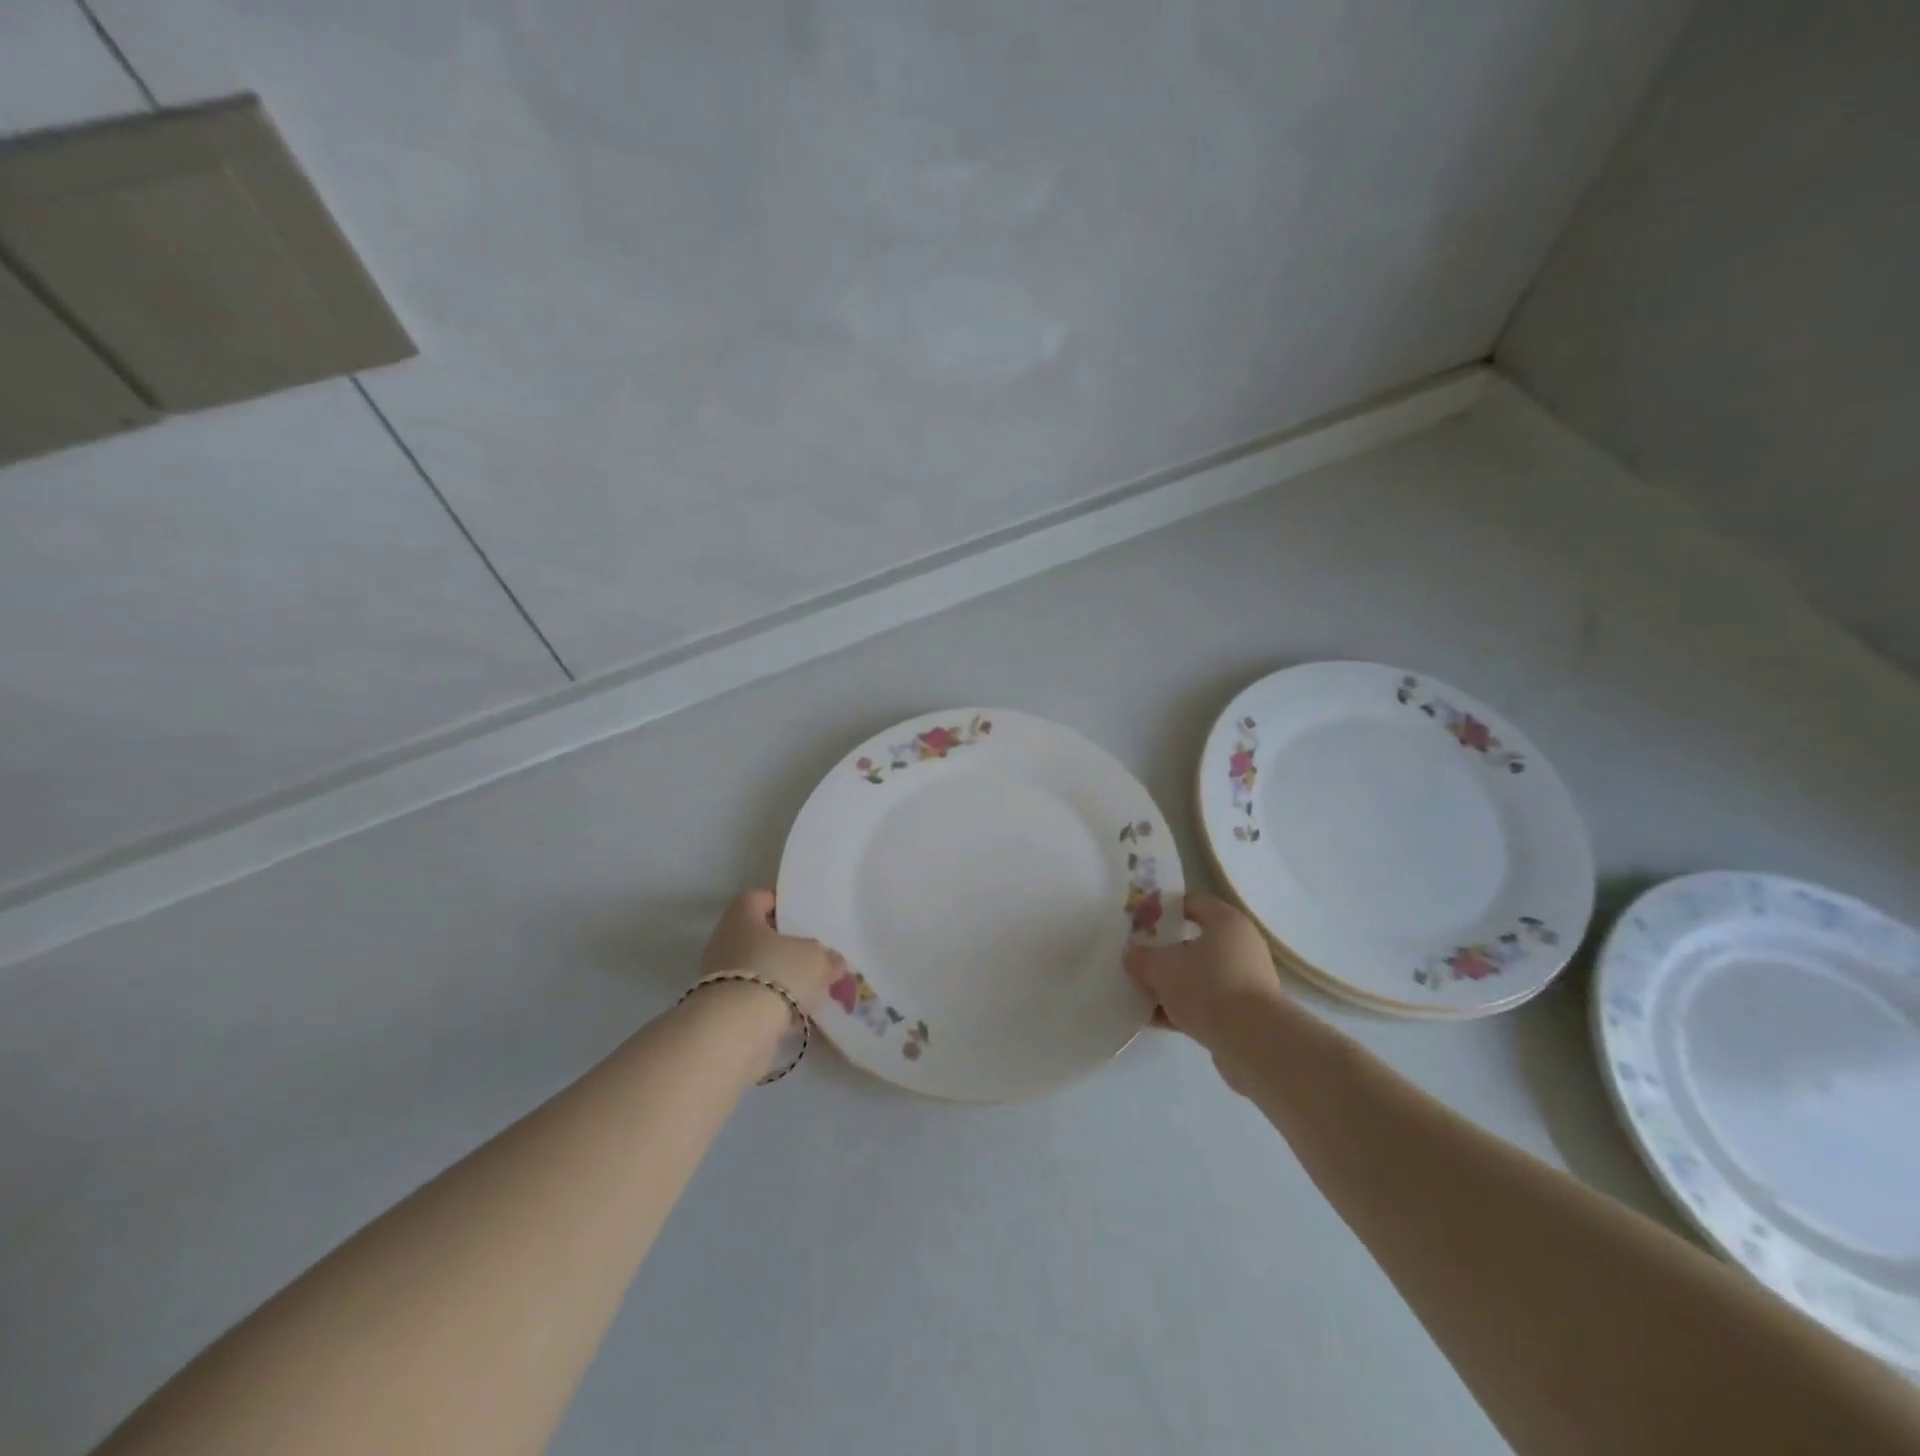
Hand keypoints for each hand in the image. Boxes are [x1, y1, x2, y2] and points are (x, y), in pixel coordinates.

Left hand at [699, 889, 842, 1012]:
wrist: (737, 1030)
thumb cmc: (777, 973)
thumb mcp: (817, 959)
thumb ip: (828, 957)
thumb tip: (835, 962)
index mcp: (741, 916)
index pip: (757, 898)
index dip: (780, 903)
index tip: (801, 913)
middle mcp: (724, 942)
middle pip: (756, 936)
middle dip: (782, 945)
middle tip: (810, 951)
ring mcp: (719, 978)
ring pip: (755, 968)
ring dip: (777, 976)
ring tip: (808, 985)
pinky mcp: (721, 1010)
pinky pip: (752, 998)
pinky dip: (770, 1002)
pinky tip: (795, 1011)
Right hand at [1124, 892, 1282, 1049]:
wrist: (1252, 1041)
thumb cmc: (1207, 986)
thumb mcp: (1161, 967)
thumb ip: (1141, 958)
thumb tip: (1133, 956)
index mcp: (1227, 922)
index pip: (1193, 903)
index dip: (1165, 909)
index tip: (1142, 921)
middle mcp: (1241, 946)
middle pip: (1195, 943)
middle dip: (1165, 953)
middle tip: (1139, 960)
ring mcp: (1246, 981)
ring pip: (1200, 976)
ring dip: (1172, 985)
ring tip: (1142, 995)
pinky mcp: (1245, 1013)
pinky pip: (1207, 1003)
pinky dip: (1184, 1008)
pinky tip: (1156, 1020)